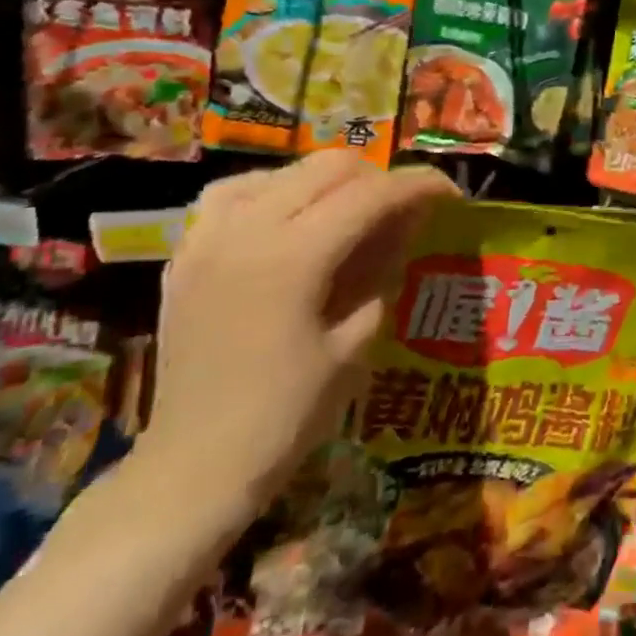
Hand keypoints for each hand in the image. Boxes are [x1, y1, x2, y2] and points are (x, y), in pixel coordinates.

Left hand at [130, 152, 455, 528]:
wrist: (194, 468)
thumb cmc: (287, 415)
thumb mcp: (354, 341)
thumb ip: (381, 270)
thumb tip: (407, 223)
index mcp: (293, 258)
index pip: (370, 195)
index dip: (417, 186)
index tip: (449, 193)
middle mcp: (248, 231)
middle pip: (328, 168)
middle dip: (377, 178)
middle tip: (402, 209)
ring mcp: (208, 239)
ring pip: (282, 171)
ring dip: (326, 181)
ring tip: (348, 210)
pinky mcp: (186, 255)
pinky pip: (232, 194)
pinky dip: (271, 191)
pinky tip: (288, 216)